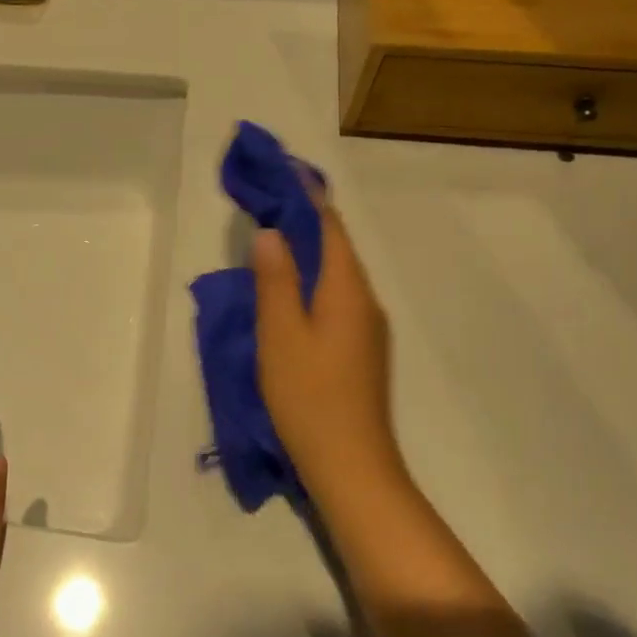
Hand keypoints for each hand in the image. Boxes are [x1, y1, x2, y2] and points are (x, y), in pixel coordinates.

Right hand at [252, 205, 403, 495]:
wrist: (351, 465)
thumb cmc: (309, 396)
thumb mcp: (281, 334)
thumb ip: (275, 281)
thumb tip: (272, 232)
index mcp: (348, 290)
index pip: (330, 227)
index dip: (307, 197)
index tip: (283, 172)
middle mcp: (365, 301)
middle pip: (337, 248)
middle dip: (305, 221)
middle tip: (268, 203)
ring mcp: (368, 329)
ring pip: (337, 275)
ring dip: (308, 253)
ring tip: (273, 240)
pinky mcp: (361, 351)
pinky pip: (337, 299)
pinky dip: (313, 282)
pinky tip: (290, 292)